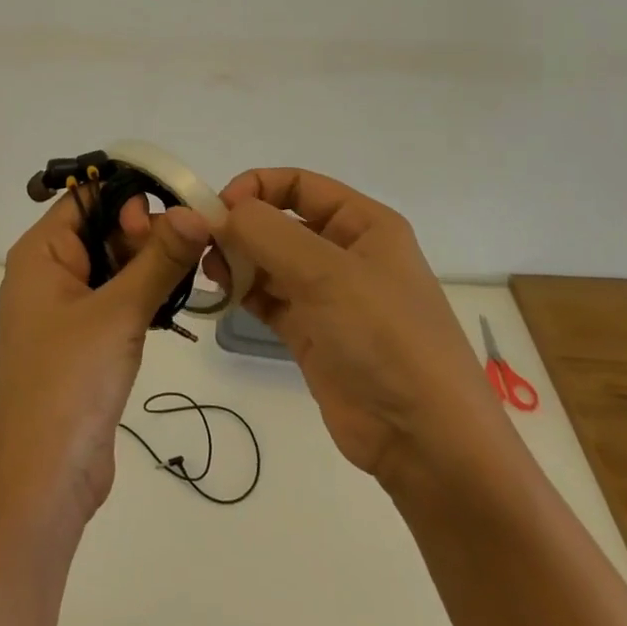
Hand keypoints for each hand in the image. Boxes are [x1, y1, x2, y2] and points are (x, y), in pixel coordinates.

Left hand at [0, 191, 211, 531]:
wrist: (44, 480)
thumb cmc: (71, 382)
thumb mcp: (119, 312)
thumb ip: (159, 258)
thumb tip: (196, 211)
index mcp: (40, 254)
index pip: (86, 199)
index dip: (129, 199)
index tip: (173, 217)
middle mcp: (48, 274)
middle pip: (103, 229)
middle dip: (147, 233)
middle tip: (190, 250)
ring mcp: (64, 310)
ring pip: (114, 265)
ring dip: (150, 265)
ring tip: (191, 272)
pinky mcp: (83, 341)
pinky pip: (116, 299)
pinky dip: (144, 294)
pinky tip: (175, 300)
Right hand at [207, 168, 505, 497]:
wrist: (424, 440)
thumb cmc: (385, 337)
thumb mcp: (327, 272)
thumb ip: (267, 233)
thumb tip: (219, 211)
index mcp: (363, 224)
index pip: (298, 185)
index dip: (256, 188)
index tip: (217, 210)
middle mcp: (344, 252)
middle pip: (280, 221)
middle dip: (240, 227)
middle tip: (202, 244)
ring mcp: (327, 295)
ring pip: (269, 260)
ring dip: (237, 259)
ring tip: (210, 272)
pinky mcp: (311, 332)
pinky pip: (268, 298)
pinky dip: (243, 292)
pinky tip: (220, 294)